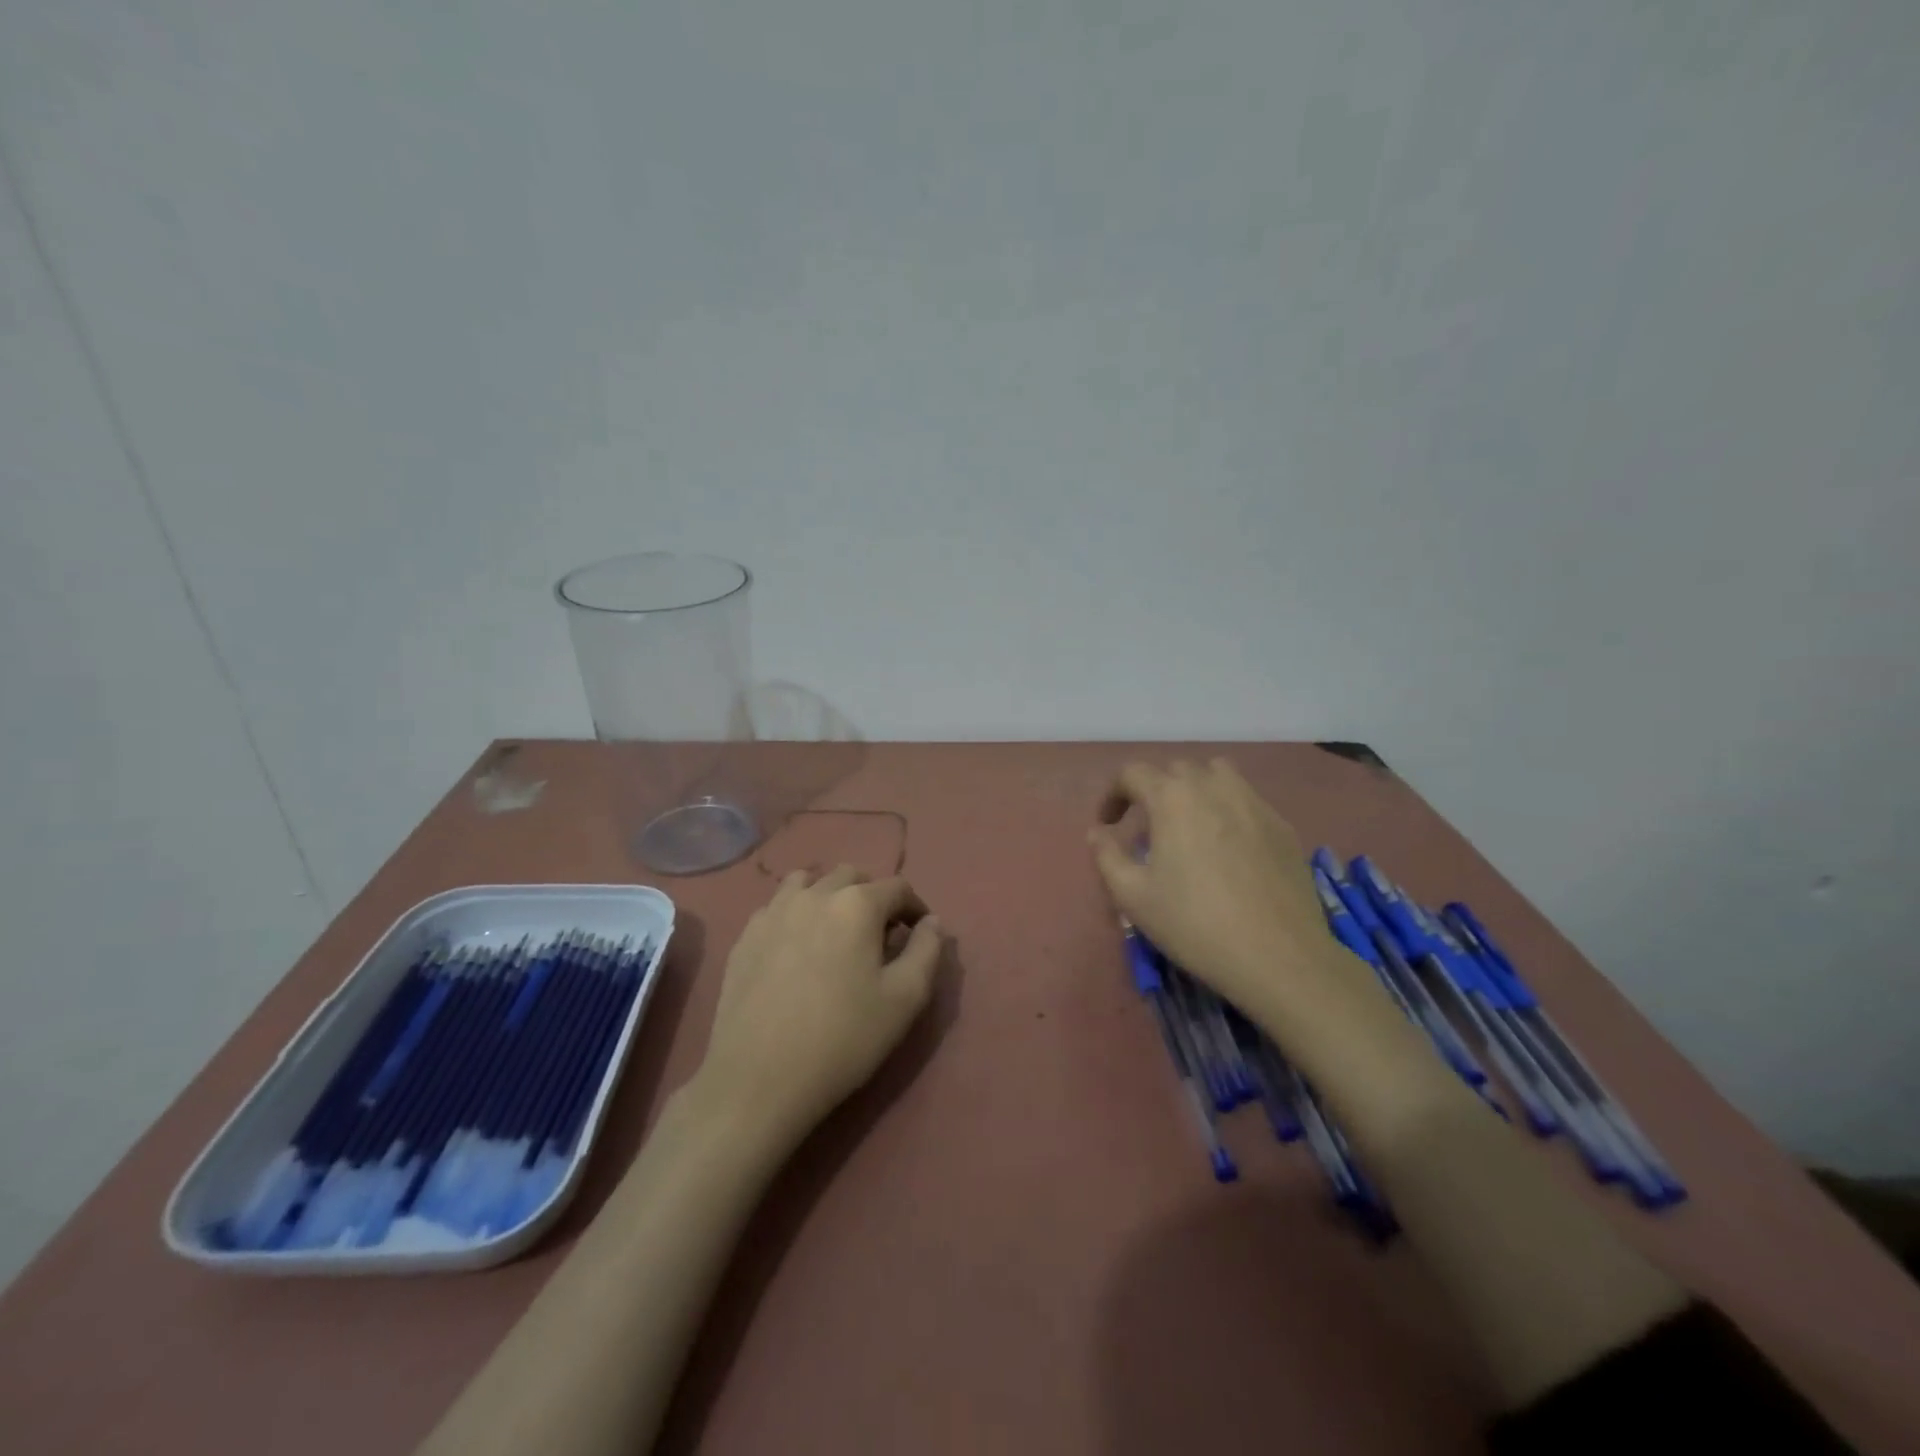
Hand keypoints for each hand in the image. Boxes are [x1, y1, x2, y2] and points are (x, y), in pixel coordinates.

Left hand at [694, 866, 944, 1146]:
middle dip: (872, 897)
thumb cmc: (842, 1038)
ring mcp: (774, 912)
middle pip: (852, 876)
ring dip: (830, 896)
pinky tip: (796, 948)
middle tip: (878, 934)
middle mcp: (814, 894)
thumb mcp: (905, 999)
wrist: (758, 1079)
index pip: (897, 887)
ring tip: (834, 931)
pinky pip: (777, 906)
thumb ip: (927, 951)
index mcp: (857, 904)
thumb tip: (932, 922)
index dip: (914, 908)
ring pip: (808, 882)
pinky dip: (795, 913)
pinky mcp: (746, 935)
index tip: (917, 934)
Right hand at [1088, 759, 1386, 1044]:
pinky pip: (1247, 800)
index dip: (1113, 794)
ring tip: (1190, 824)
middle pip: (1176, 770)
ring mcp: (1254, 803)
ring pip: (1217, 774)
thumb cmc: (1194, 924)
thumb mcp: (1132, 896)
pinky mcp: (1282, 825)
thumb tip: (1098, 832)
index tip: (1108, 824)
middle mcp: (1213, 786)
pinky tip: (1228, 848)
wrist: (1278, 956)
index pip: (1133, 773)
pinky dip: (1228, 809)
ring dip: (1195, 789)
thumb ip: (1107, 856)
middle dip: (1153, 790)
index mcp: (1172, 797)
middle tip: (1147, 829)